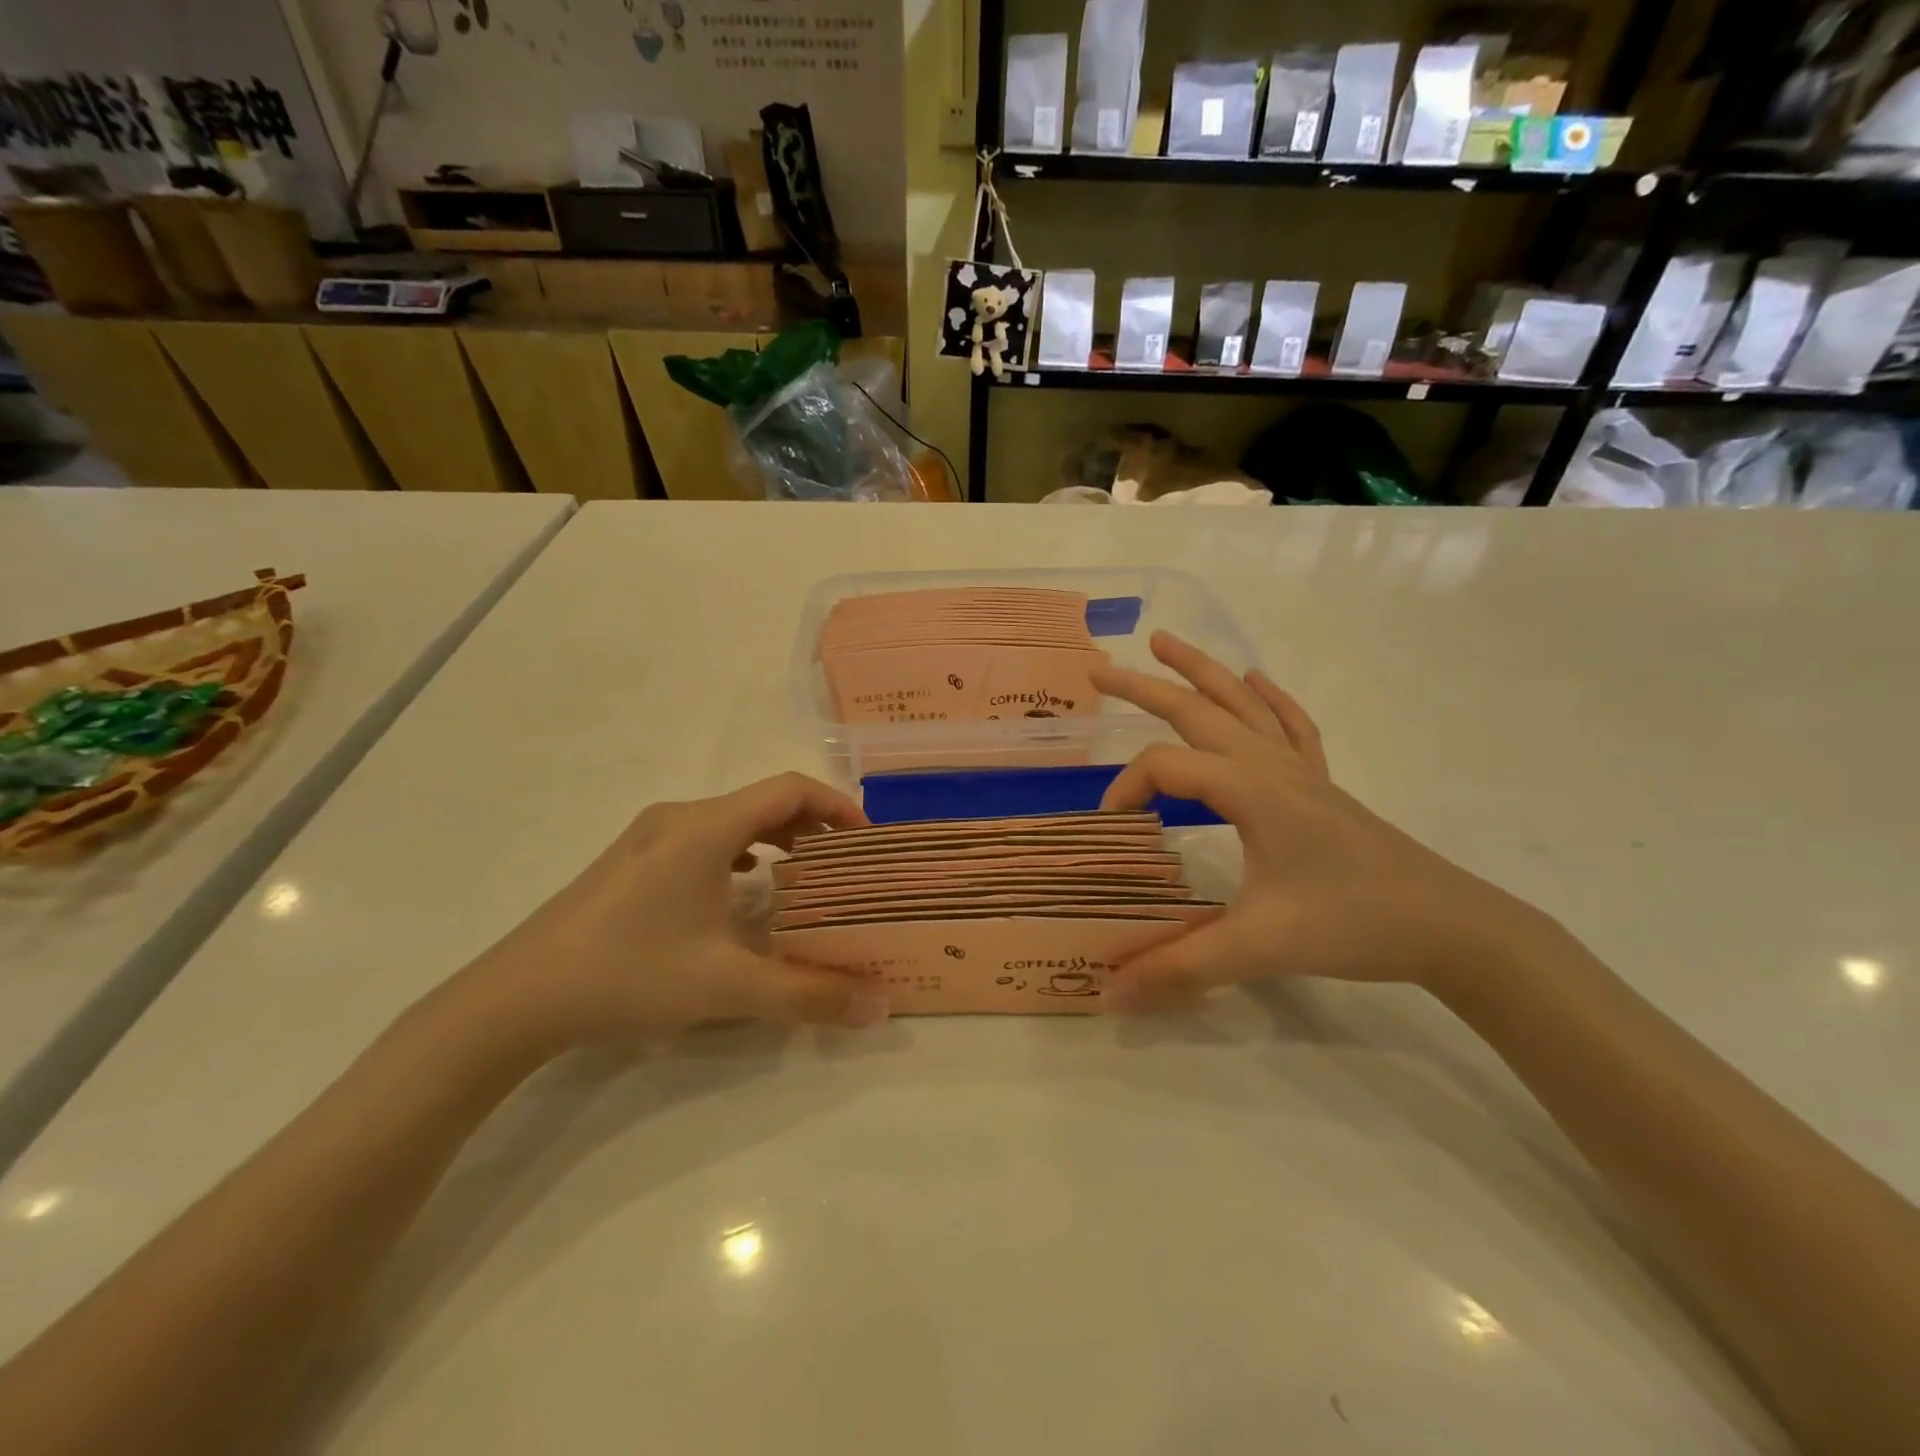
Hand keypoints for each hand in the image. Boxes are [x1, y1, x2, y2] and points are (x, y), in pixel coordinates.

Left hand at [463, 774, 888, 1048]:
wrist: (515, 999)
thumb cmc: (628, 974)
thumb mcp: (727, 987)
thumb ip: (808, 994)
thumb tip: (879, 1004)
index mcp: (705, 827)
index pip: (788, 789)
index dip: (835, 804)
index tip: (865, 838)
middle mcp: (679, 818)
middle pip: (762, 801)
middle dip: (811, 825)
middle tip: (844, 862)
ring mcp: (649, 837)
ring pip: (731, 820)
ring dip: (775, 837)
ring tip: (804, 874)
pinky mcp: (631, 861)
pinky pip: (703, 838)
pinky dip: (741, 851)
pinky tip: (743, 888)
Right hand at [1094, 634, 1547, 1010]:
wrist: (1450, 926)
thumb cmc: (1352, 924)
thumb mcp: (1259, 947)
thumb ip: (1179, 967)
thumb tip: (1108, 994)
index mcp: (1250, 789)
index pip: (1166, 766)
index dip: (1126, 789)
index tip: (1111, 829)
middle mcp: (1270, 765)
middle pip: (1197, 710)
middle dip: (1145, 686)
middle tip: (1098, 668)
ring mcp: (1300, 770)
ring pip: (1242, 704)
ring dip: (1201, 671)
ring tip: (1165, 642)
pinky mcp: (1321, 785)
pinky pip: (1290, 725)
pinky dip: (1268, 697)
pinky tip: (1256, 679)